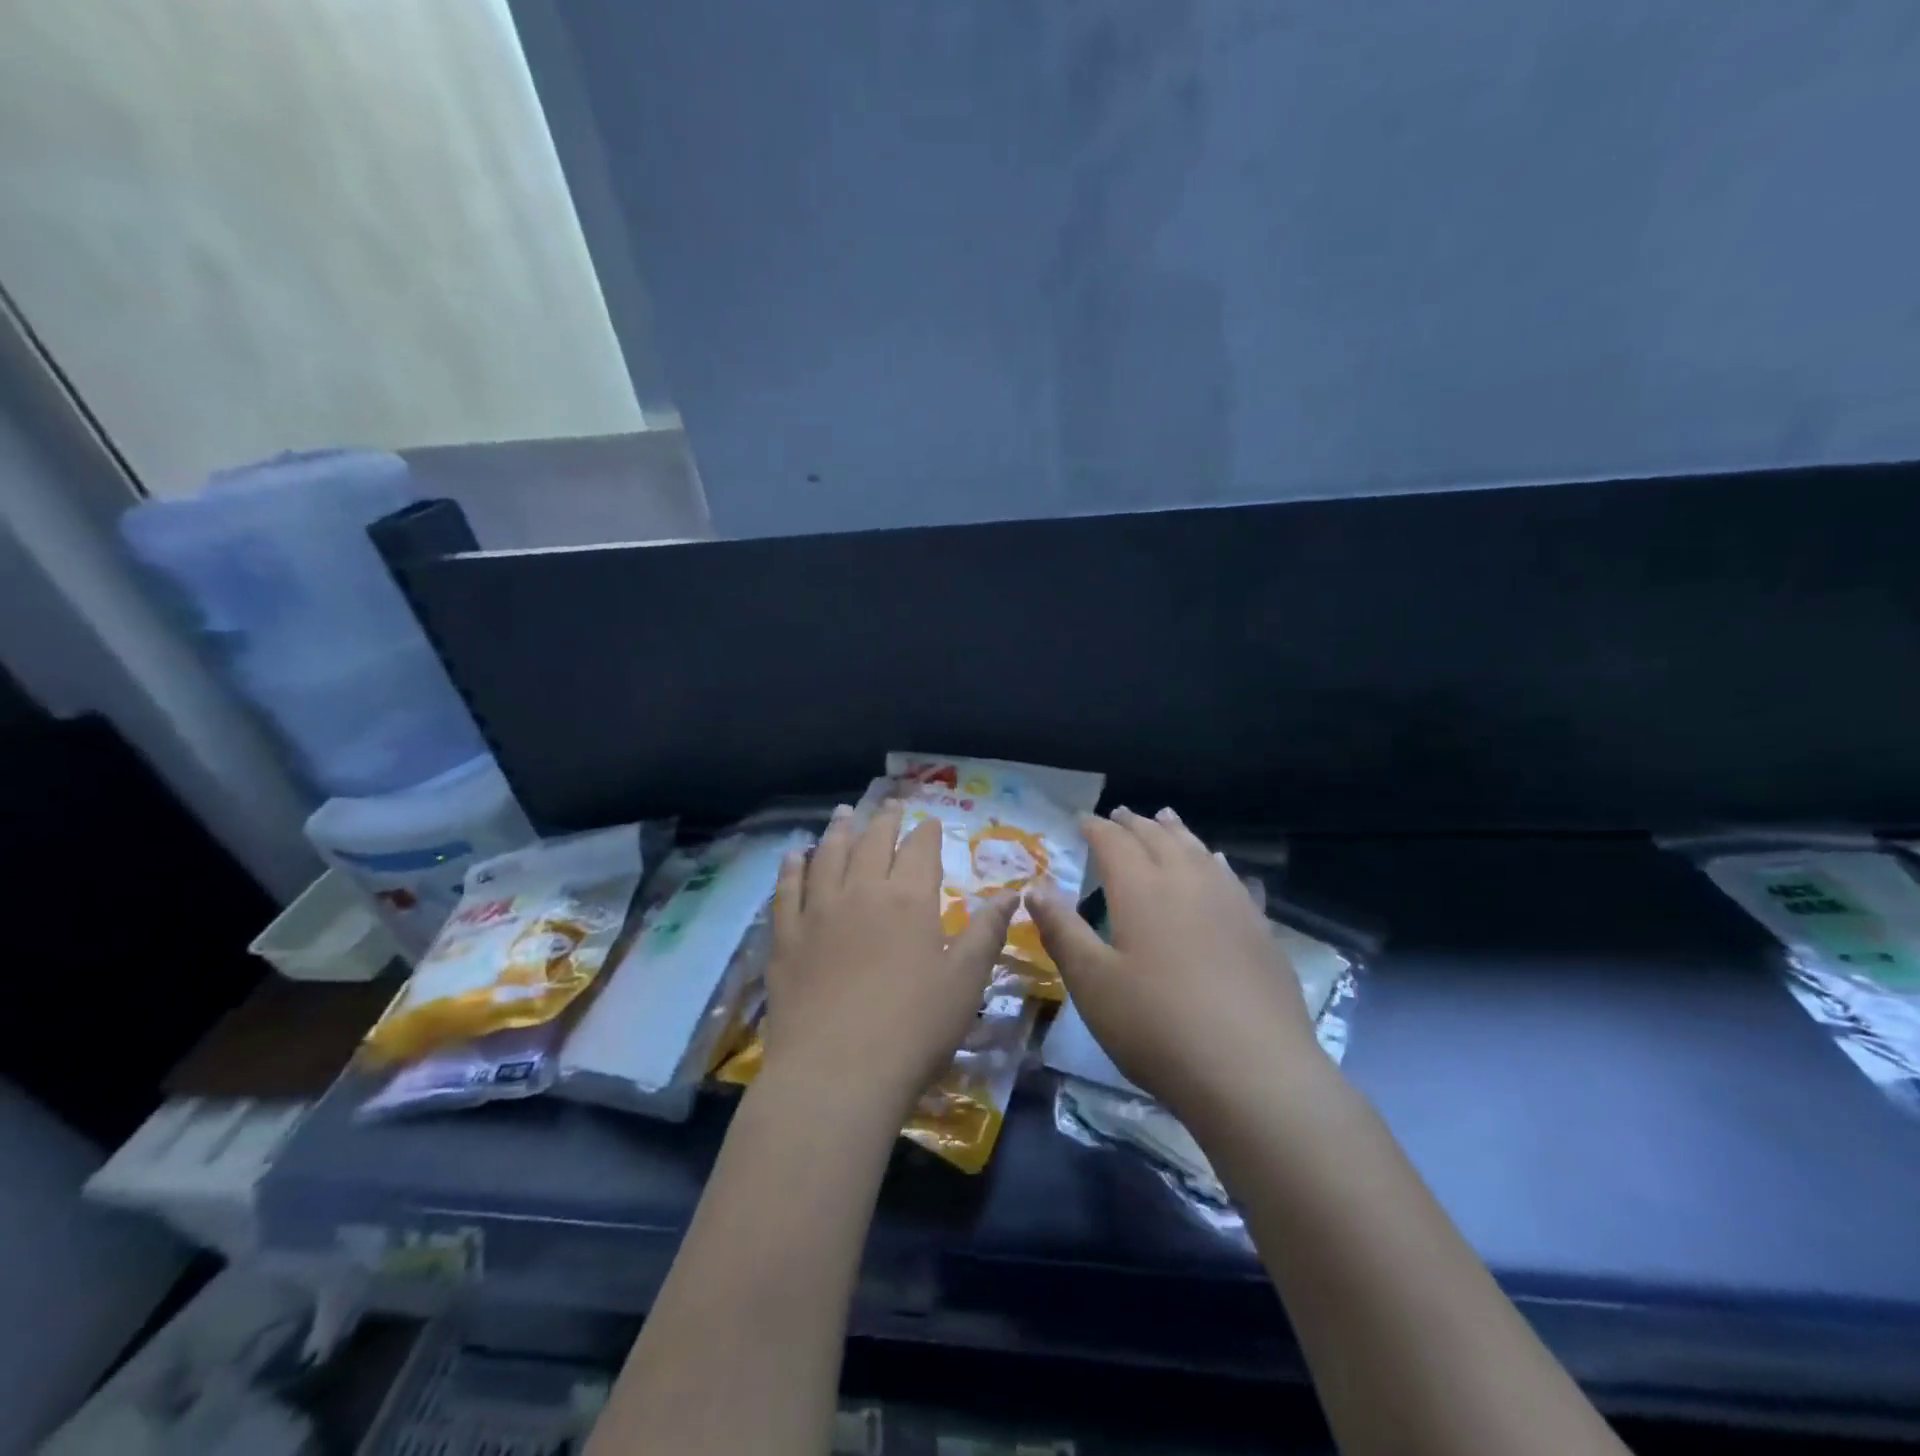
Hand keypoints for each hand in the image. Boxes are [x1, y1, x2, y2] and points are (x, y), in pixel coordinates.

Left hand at [760, 800, 1019, 1118]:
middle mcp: (861, 891)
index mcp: (909, 899)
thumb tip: (1011, 894)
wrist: (836, 1073)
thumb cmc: (913, 1029)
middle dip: (884, 821)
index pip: (919, 849)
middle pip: (872, 842)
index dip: (926, 832)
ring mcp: (818, 912)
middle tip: (889, 806)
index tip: (928, 822)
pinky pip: (787, 889)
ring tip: (844, 814)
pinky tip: (794, 854)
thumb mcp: (965, 982)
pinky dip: (792, 867)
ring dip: (838, 831)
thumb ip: (986, 932)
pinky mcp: (786, 937)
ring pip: (828, 855)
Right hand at [1028, 807, 1321, 1120]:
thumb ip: (1062, 930)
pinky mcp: (1260, 929)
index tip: (1083, 820)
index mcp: (1141, 889)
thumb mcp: (1092, 983)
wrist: (1253, 1073)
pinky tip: (1220, 864)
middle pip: (1158, 838)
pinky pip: (1232, 878)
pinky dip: (1216, 862)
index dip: (1096, 828)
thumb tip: (1035, 888)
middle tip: (1120, 814)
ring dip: (1176, 832)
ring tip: (1165, 818)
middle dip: (1134, 823)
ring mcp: (1230, 902)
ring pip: (1198, 850)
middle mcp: (1187, 881)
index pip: (1114, 842)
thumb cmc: (1157, 1027)